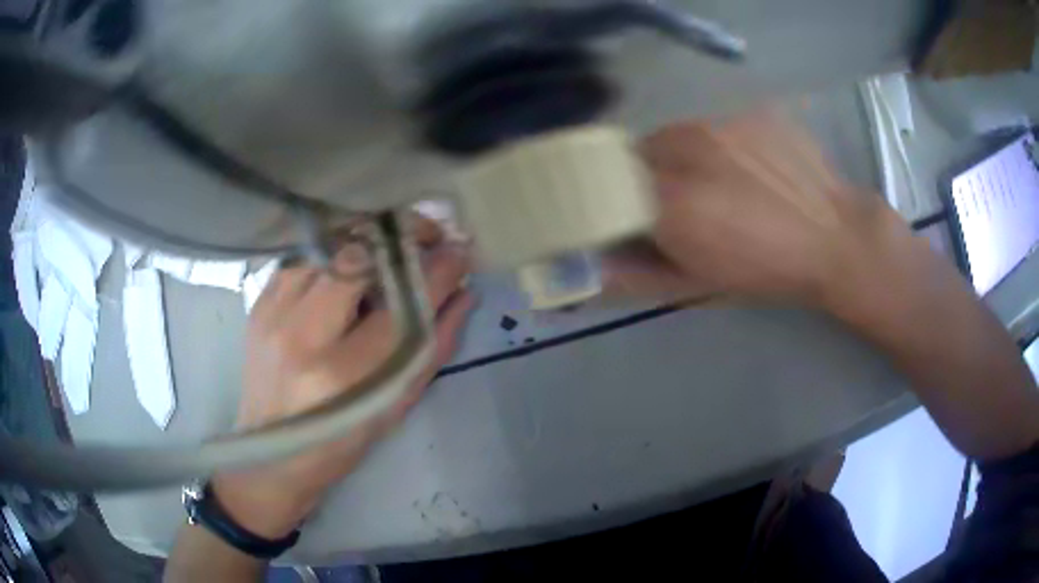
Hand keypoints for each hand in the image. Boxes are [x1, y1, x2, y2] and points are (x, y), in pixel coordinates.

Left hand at [212, 220, 472, 538]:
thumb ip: (434, 345)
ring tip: (391, 248)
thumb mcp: (396, 405)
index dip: (437, 271)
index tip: (461, 250)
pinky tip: (349, 267)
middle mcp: (302, 337)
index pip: (401, 305)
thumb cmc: (340, 442)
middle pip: (357, 258)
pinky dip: (334, 253)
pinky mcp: (259, 304)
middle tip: (428, 235)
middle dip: (400, 235)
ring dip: (367, 240)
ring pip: (327, 247)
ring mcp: (273, 315)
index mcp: (345, 375)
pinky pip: (303, 257)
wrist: (272, 454)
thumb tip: (464, 292)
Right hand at [606, 112, 888, 307]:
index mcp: (672, 202)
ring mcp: (723, 122)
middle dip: (648, 175)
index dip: (616, 198)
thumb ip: (638, 274)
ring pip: (677, 132)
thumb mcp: (699, 284)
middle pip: (640, 150)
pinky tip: (749, 164)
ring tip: (720, 179)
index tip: (631, 213)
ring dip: (682, 154)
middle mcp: (689, 150)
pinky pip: (716, 121)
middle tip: (679, 199)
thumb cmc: (768, 272)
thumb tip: (594, 265)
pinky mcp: (751, 110)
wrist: (836, 238)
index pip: (610, 184)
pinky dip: (718, 141)